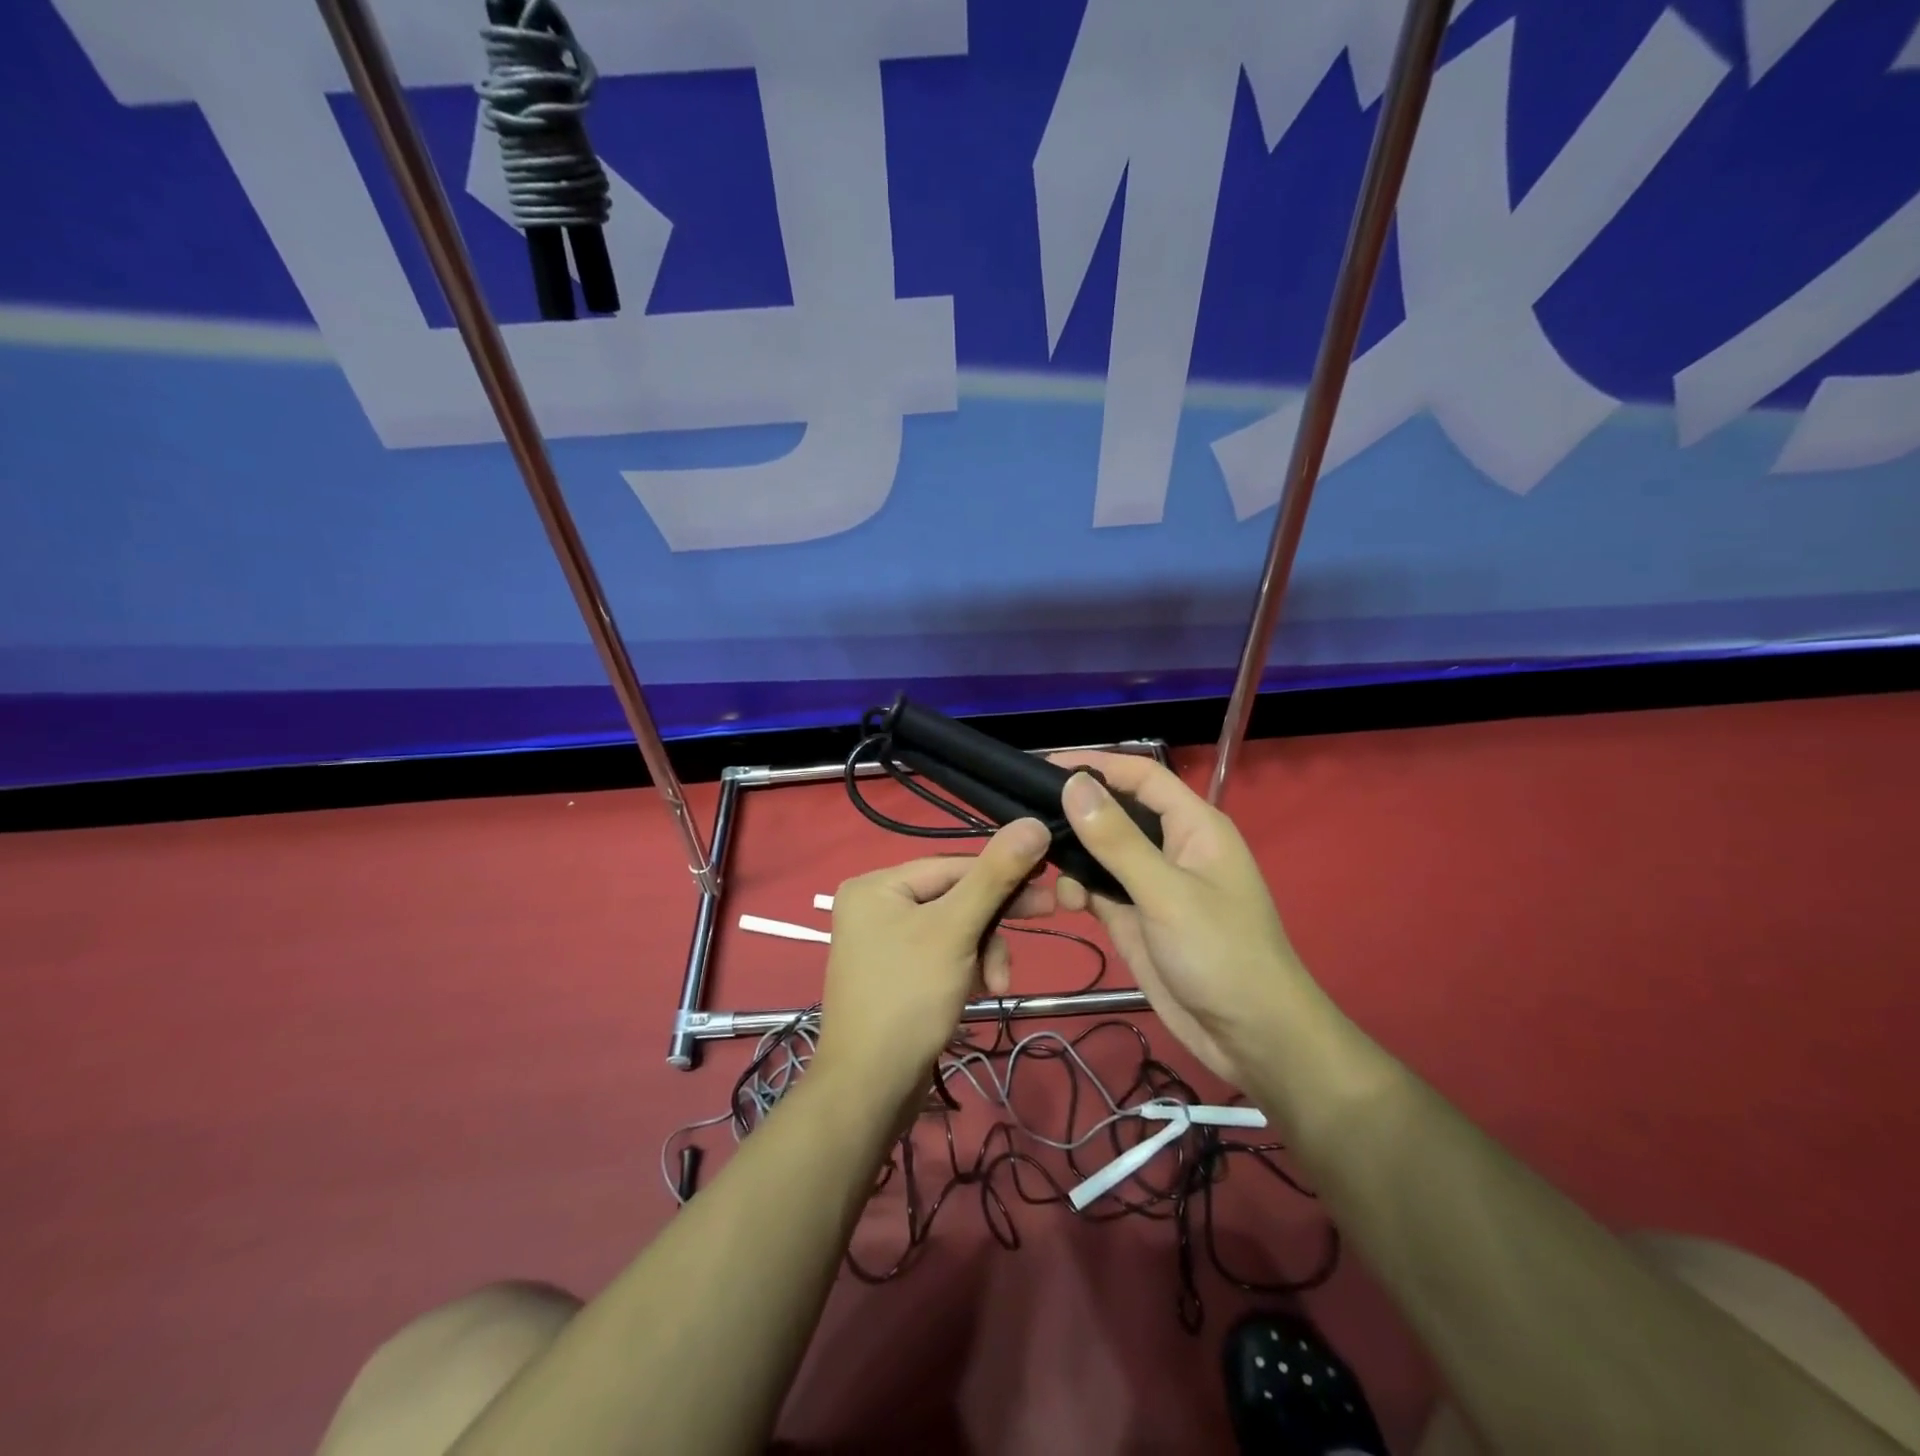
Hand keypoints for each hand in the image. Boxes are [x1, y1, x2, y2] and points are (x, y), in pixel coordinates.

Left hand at [814, 819, 1053, 1099]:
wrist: (869, 1089)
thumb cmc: (909, 997)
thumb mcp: (956, 930)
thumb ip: (995, 876)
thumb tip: (1033, 822)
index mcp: (877, 884)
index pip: (954, 865)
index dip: (1002, 873)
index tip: (1049, 884)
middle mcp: (876, 905)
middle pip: (955, 896)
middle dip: (994, 921)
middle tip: (1047, 913)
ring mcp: (884, 942)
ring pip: (955, 928)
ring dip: (984, 951)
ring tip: (996, 984)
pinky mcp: (897, 973)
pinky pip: (943, 954)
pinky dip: (968, 968)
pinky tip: (980, 991)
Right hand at [1050, 752, 1313, 1085]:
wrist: (1249, 1037)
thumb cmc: (1220, 953)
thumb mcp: (1166, 892)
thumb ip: (1117, 839)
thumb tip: (1074, 785)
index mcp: (1193, 826)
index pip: (1141, 776)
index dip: (1096, 765)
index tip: (1043, 767)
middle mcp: (1170, 846)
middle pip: (1115, 812)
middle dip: (1075, 814)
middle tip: (1026, 819)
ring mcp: (1151, 884)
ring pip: (1100, 853)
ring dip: (1072, 858)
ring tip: (1044, 870)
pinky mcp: (1135, 917)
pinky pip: (1097, 889)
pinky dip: (1077, 890)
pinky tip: (1063, 903)